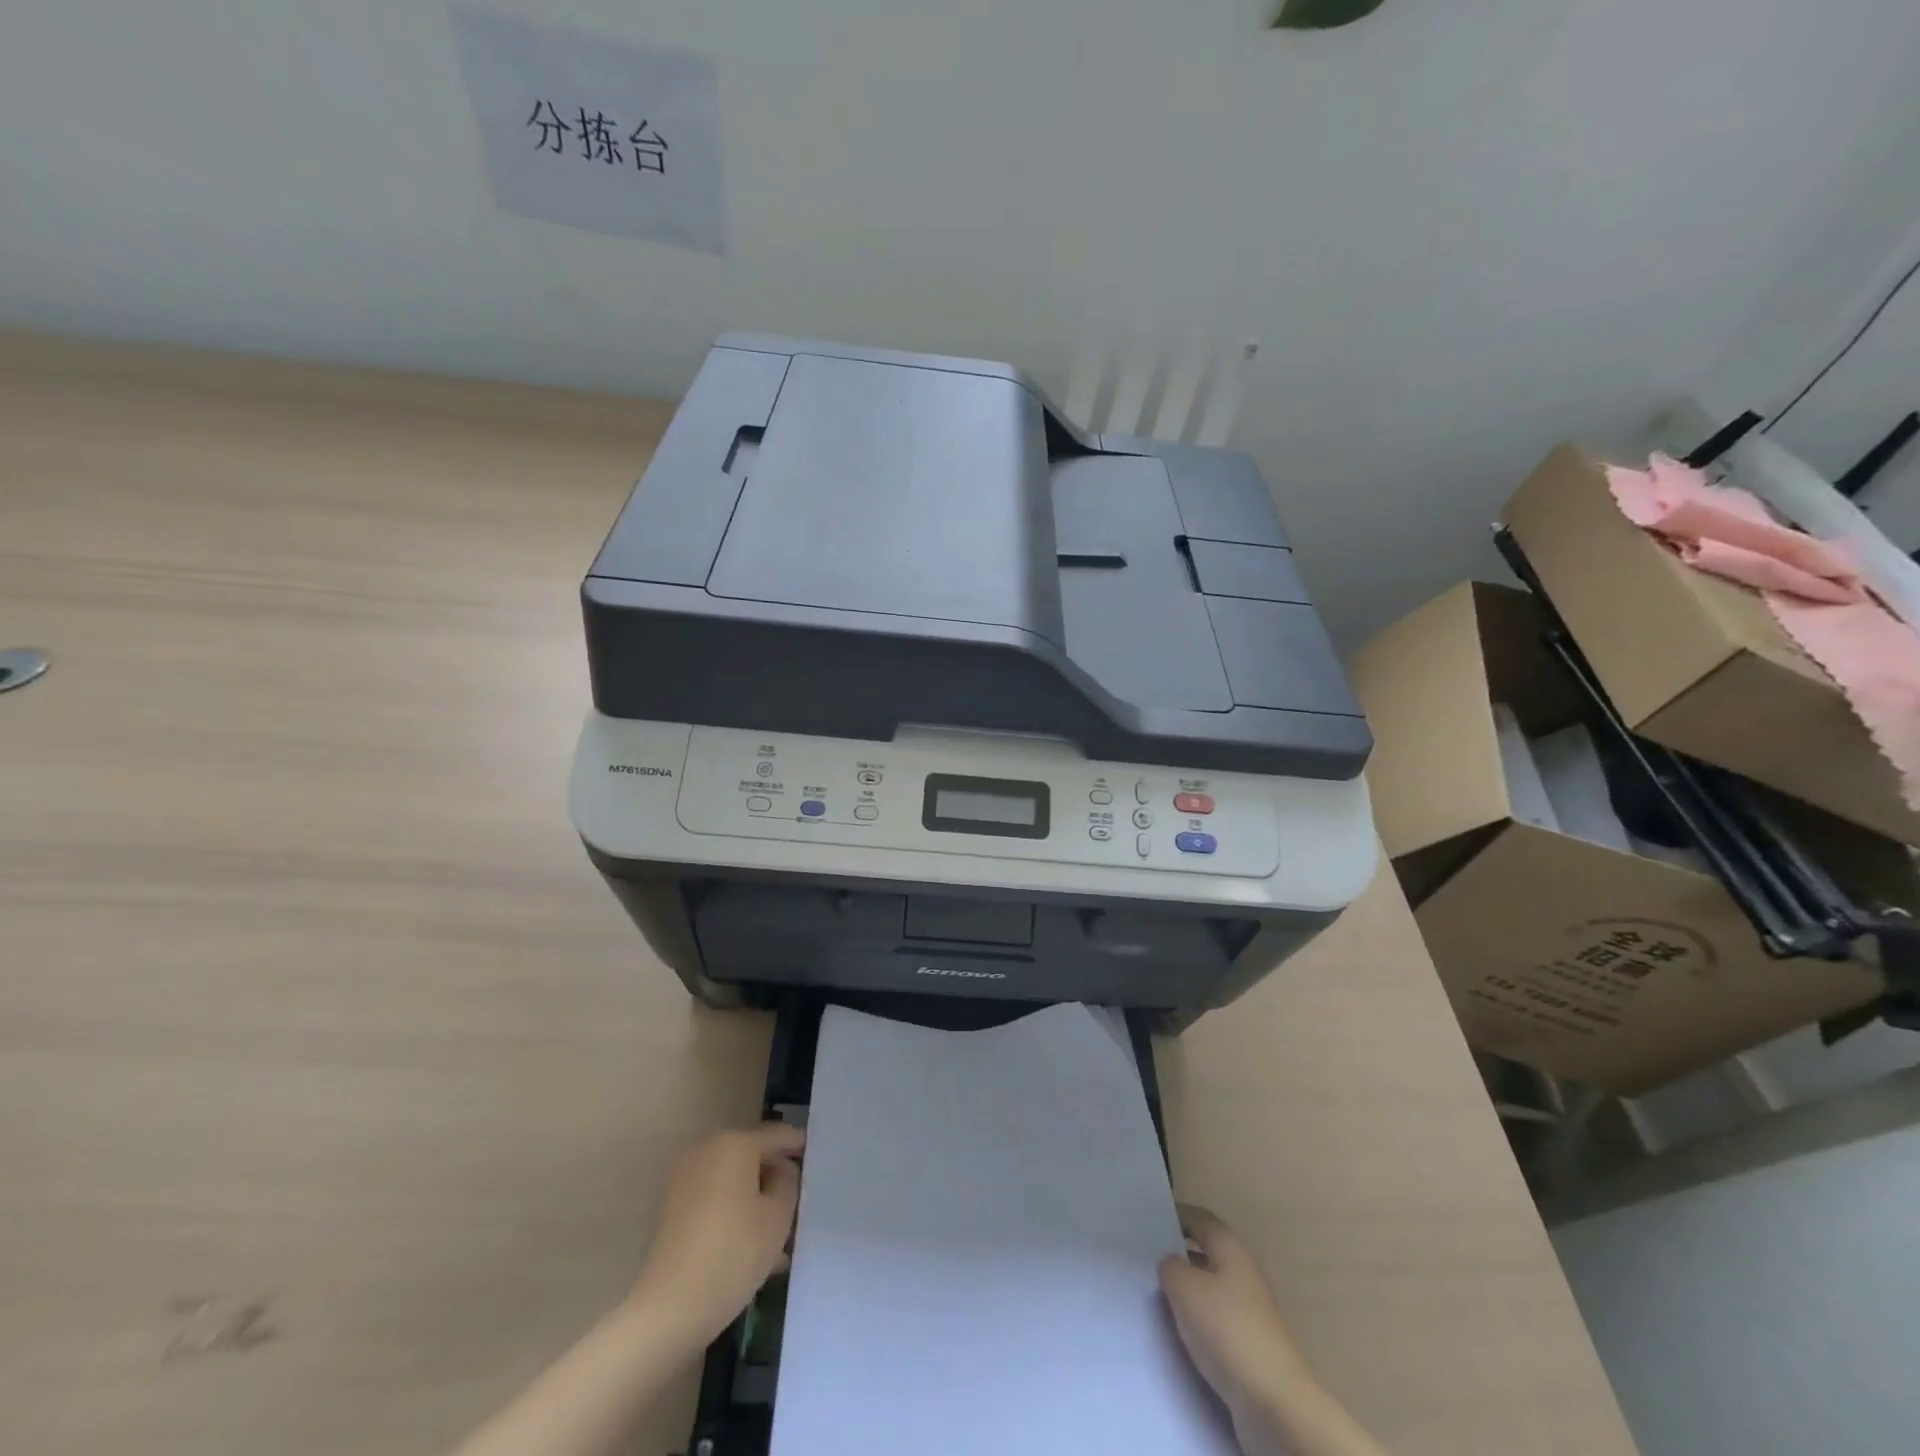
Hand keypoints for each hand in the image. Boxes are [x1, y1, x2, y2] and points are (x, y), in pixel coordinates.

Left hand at [630, 1122, 805, 1350]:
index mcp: (735, 1142)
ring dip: (755, 1197)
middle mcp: (707, 1149)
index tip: (816, 1155)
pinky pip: (715, 1197)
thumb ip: (788, 1181)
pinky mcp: (673, 1207)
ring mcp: (685, 1178)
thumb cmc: (733, 1253)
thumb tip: (780, 1170)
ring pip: (734, 1180)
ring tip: (779, 1230)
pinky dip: (735, 1210)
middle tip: (799, 1198)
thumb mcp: (778, 1215)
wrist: (669, 1309)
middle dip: (775, 1175)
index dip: (798, 1144)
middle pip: (752, 1155)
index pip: (777, 1134)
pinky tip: (752, 1243)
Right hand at [1158, 1204, 1311, 1421]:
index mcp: (1232, 1249)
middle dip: (1178, 1254)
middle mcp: (1244, 1273)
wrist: (1274, 1403)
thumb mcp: (1185, 1288)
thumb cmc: (1227, 1330)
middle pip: (1206, 1253)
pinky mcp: (1250, 1346)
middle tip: (1145, 1258)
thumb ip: (1170, 1267)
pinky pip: (1215, 1321)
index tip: (1148, 1218)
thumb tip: (1170, 1264)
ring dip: (1186, 1291)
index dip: (1175, 1215)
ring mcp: (1250, 1312)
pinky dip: (1197, 1322)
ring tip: (1154, 1296)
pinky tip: (1178, 1332)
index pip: (1200, 1219)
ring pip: (1210, 1289)